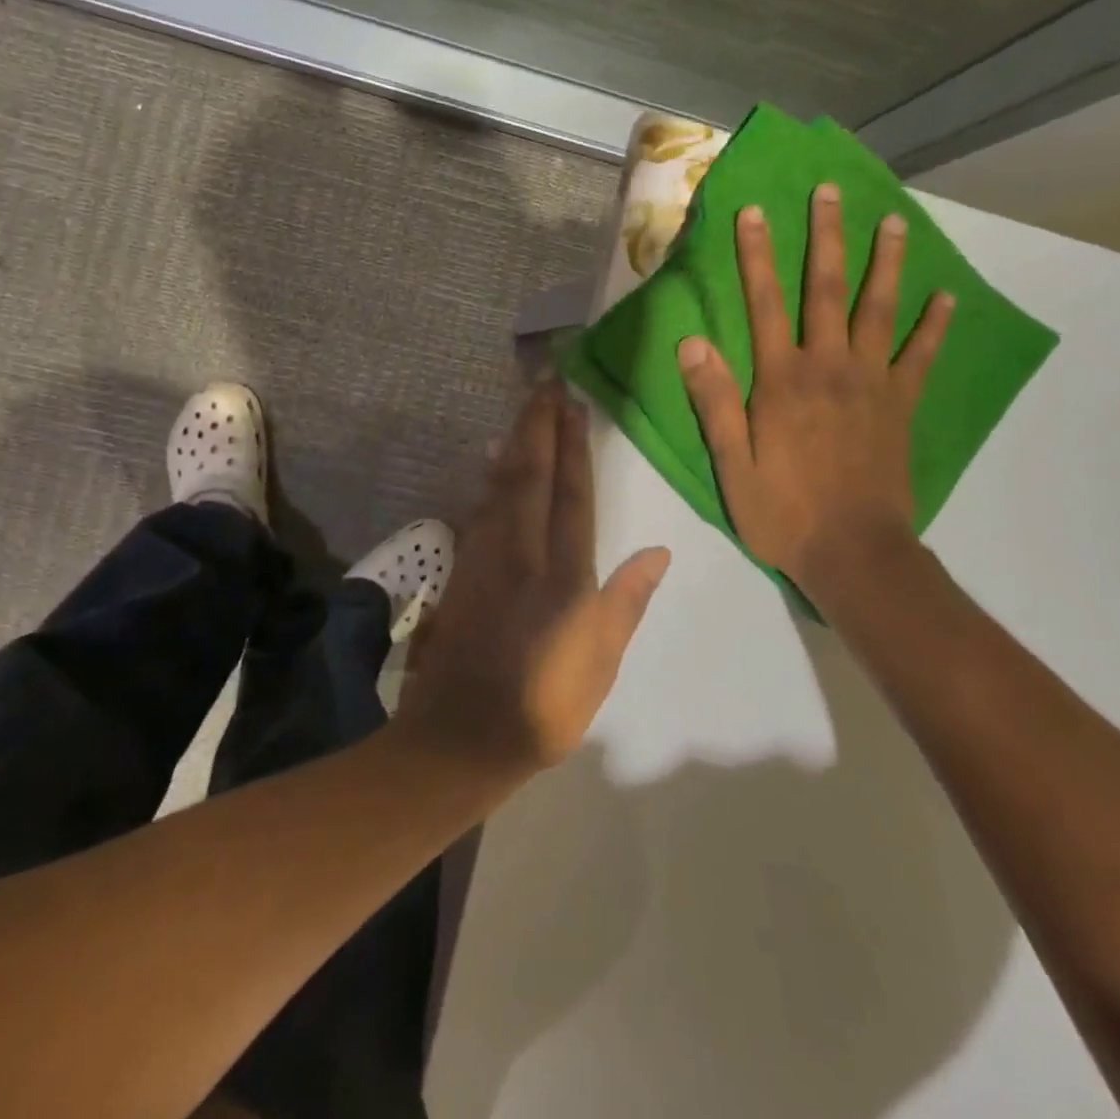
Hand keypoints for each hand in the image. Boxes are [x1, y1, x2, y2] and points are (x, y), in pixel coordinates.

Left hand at [397, 381, 670, 776]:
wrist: (460, 736)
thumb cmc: (544, 706)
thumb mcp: (600, 664)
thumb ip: (625, 602)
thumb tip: (659, 551)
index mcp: (563, 576)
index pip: (571, 495)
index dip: (574, 447)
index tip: (574, 405)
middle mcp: (522, 554)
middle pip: (530, 476)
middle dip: (539, 426)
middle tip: (546, 384)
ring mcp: (485, 559)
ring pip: (499, 486)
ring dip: (513, 443)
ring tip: (523, 410)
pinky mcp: (462, 571)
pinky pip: (478, 510)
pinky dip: (486, 479)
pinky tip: (487, 463)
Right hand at [676, 184, 953, 587]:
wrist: (854, 553)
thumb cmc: (783, 511)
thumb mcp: (732, 465)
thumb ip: (716, 402)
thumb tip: (692, 344)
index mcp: (782, 381)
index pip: (764, 304)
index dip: (758, 256)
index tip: (755, 212)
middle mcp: (829, 368)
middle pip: (827, 291)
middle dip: (826, 238)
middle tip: (830, 191)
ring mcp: (872, 384)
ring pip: (880, 310)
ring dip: (885, 263)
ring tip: (893, 222)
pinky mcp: (901, 405)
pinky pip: (922, 356)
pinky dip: (935, 325)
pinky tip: (946, 297)